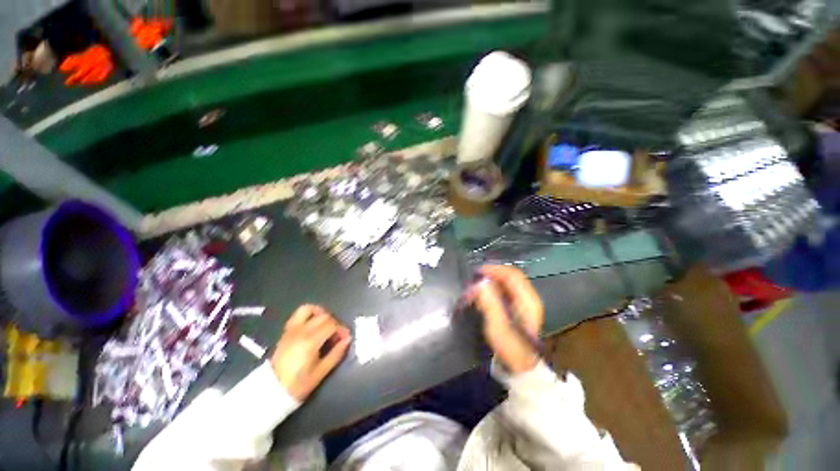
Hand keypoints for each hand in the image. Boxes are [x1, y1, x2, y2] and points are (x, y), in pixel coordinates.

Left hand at [271, 305, 350, 399]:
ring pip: (310, 309)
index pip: (332, 325)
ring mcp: (292, 329)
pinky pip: (298, 313)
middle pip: (324, 316)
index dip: (341, 329)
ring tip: (326, 324)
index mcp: (310, 341)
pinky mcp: (286, 330)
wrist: (271, 390)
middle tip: (337, 336)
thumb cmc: (298, 384)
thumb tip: (348, 339)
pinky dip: (309, 313)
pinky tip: (314, 324)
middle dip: (334, 323)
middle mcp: (301, 331)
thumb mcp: (321, 372)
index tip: (345, 338)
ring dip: (321, 313)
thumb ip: (336, 353)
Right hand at [471, 265, 543, 373]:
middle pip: (509, 276)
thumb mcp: (498, 327)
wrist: (520, 365)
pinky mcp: (518, 306)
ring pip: (506, 281)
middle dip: (491, 274)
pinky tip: (484, 293)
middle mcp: (528, 297)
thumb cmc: (510, 347)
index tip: (478, 272)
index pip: (512, 275)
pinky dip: (493, 287)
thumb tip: (480, 284)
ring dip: (491, 280)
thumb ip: (490, 303)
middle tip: (474, 279)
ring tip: (477, 285)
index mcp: (527, 300)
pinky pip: (504, 289)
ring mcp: (524, 301)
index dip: (494, 270)